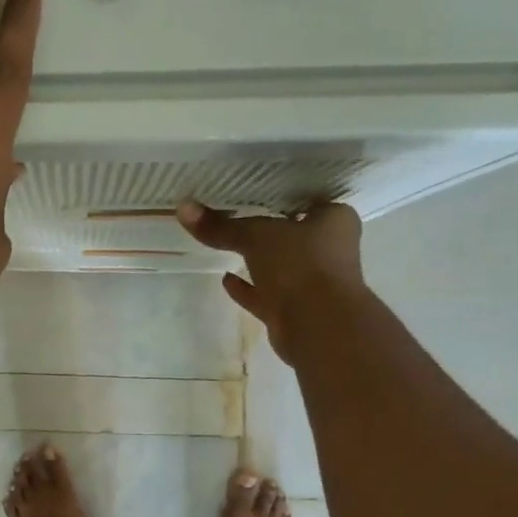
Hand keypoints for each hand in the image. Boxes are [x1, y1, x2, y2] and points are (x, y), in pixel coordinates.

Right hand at [177, 199, 364, 360]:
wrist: (319, 326)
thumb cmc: (300, 265)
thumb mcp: (256, 236)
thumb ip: (221, 226)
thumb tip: (183, 206)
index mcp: (334, 220)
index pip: (306, 198)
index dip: (281, 194)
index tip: (253, 190)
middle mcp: (329, 249)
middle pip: (292, 233)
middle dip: (267, 228)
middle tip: (233, 214)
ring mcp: (312, 282)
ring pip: (280, 265)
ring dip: (257, 260)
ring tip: (226, 245)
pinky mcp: (294, 309)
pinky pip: (266, 294)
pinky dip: (248, 288)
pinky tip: (225, 279)